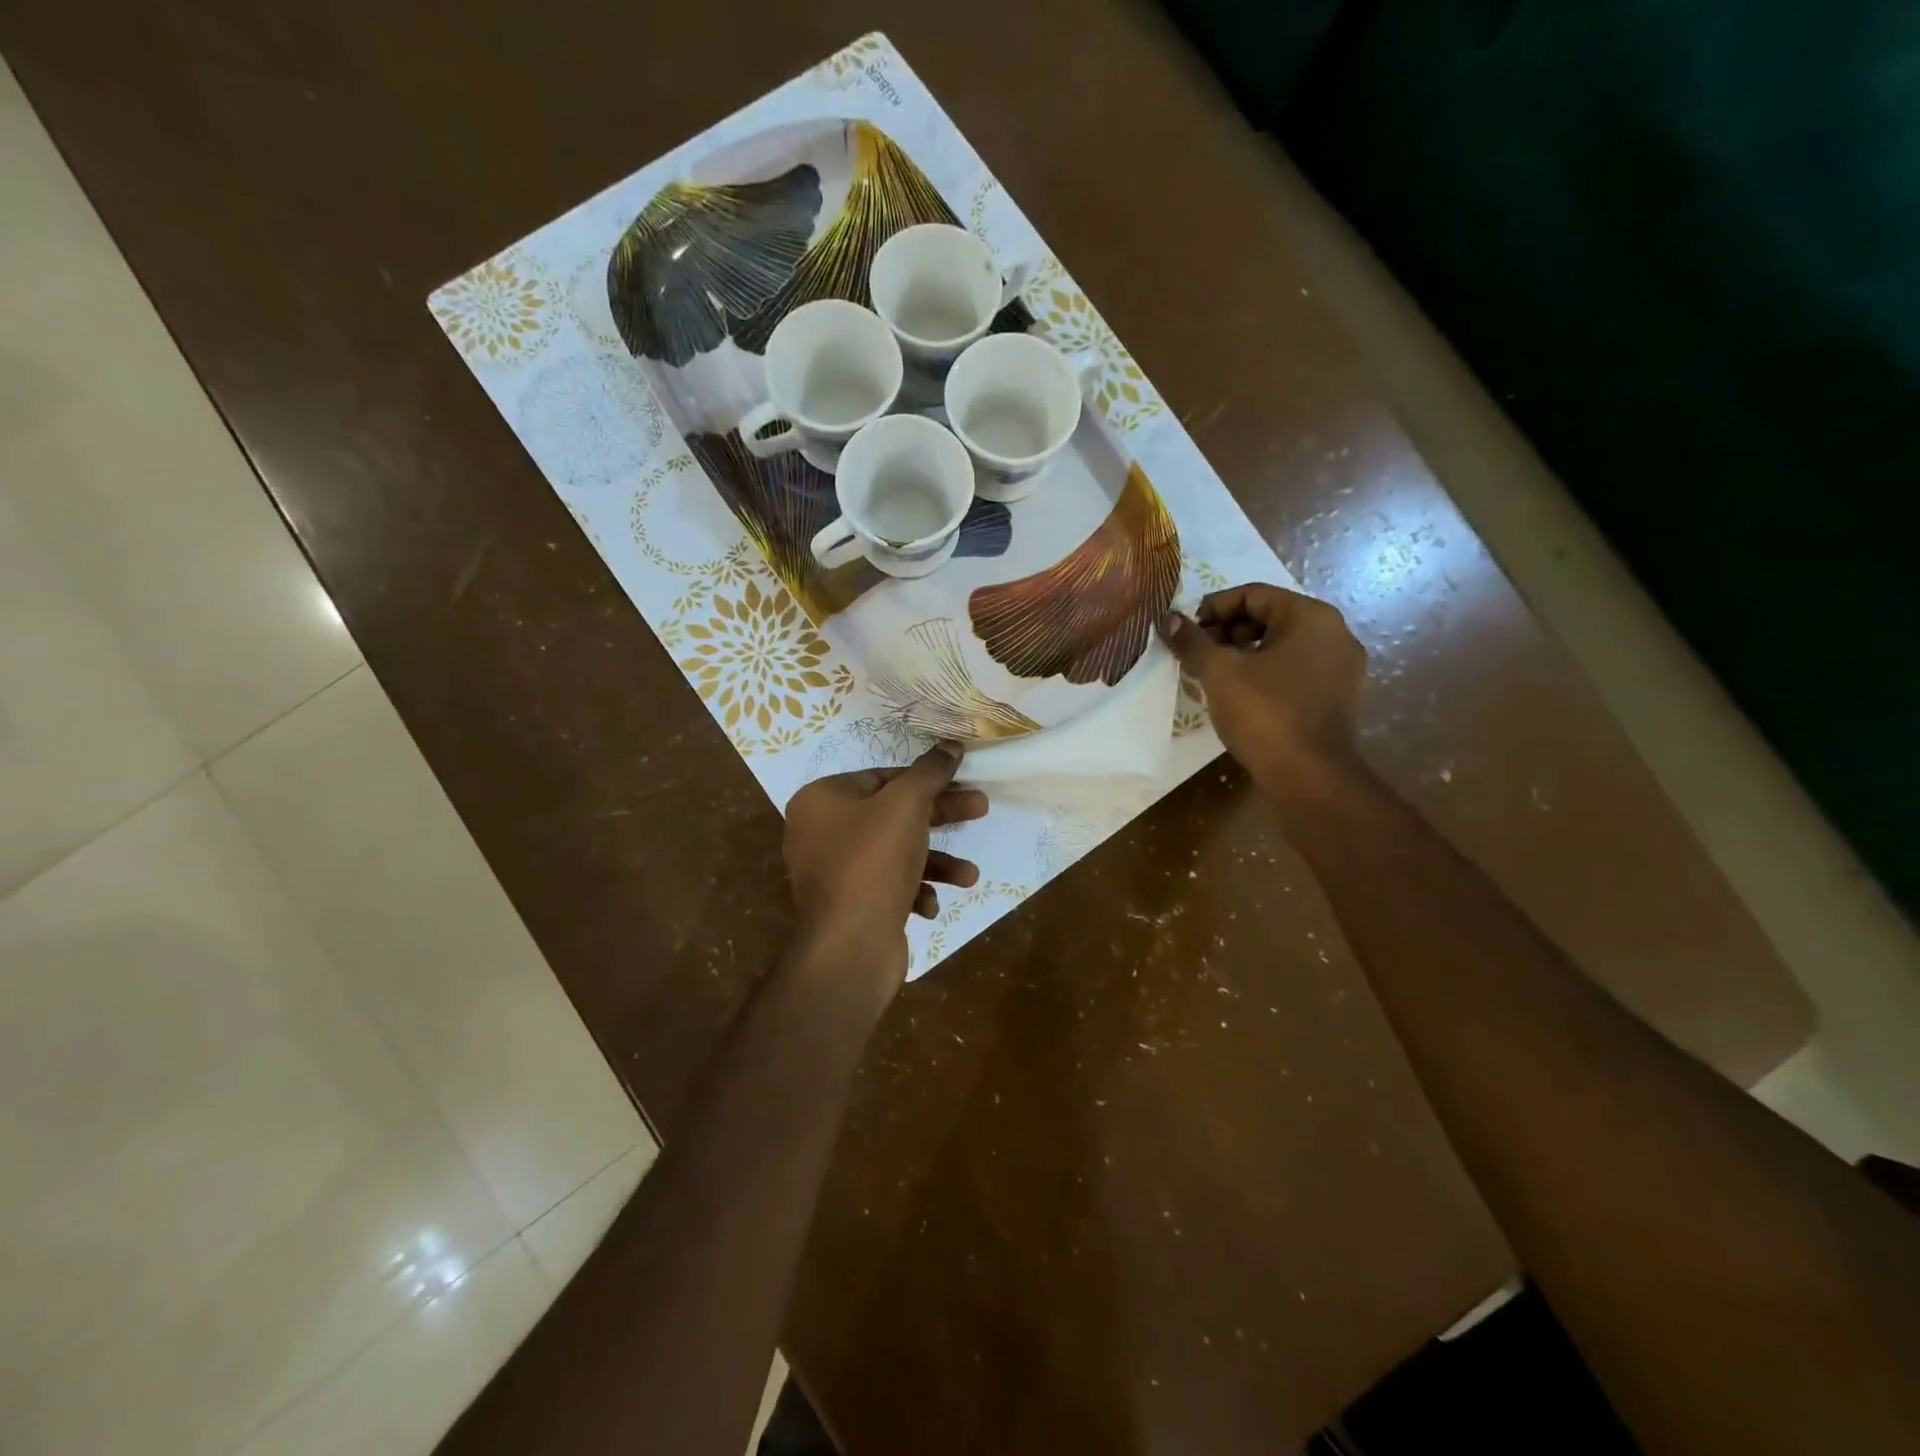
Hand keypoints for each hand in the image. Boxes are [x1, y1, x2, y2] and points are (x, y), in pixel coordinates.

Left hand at [783, 743, 989, 977]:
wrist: (850, 946)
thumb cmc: (874, 861)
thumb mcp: (907, 805)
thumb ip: (930, 772)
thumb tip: (951, 744)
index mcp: (821, 800)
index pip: (882, 776)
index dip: (926, 778)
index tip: (962, 780)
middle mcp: (820, 833)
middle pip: (892, 814)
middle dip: (940, 816)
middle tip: (981, 809)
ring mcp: (834, 873)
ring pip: (895, 853)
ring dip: (936, 862)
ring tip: (970, 875)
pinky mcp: (849, 905)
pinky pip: (887, 886)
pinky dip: (914, 890)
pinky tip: (930, 906)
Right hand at [1161, 584, 1366, 790]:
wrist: (1310, 776)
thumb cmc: (1265, 713)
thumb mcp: (1219, 673)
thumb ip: (1193, 642)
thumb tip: (1169, 620)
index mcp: (1311, 616)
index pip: (1253, 594)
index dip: (1213, 607)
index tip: (1186, 630)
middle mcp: (1334, 633)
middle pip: (1269, 617)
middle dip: (1227, 631)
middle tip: (1195, 653)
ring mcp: (1340, 667)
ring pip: (1281, 646)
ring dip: (1243, 653)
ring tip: (1211, 674)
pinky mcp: (1337, 697)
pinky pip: (1294, 670)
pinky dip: (1264, 673)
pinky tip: (1238, 694)